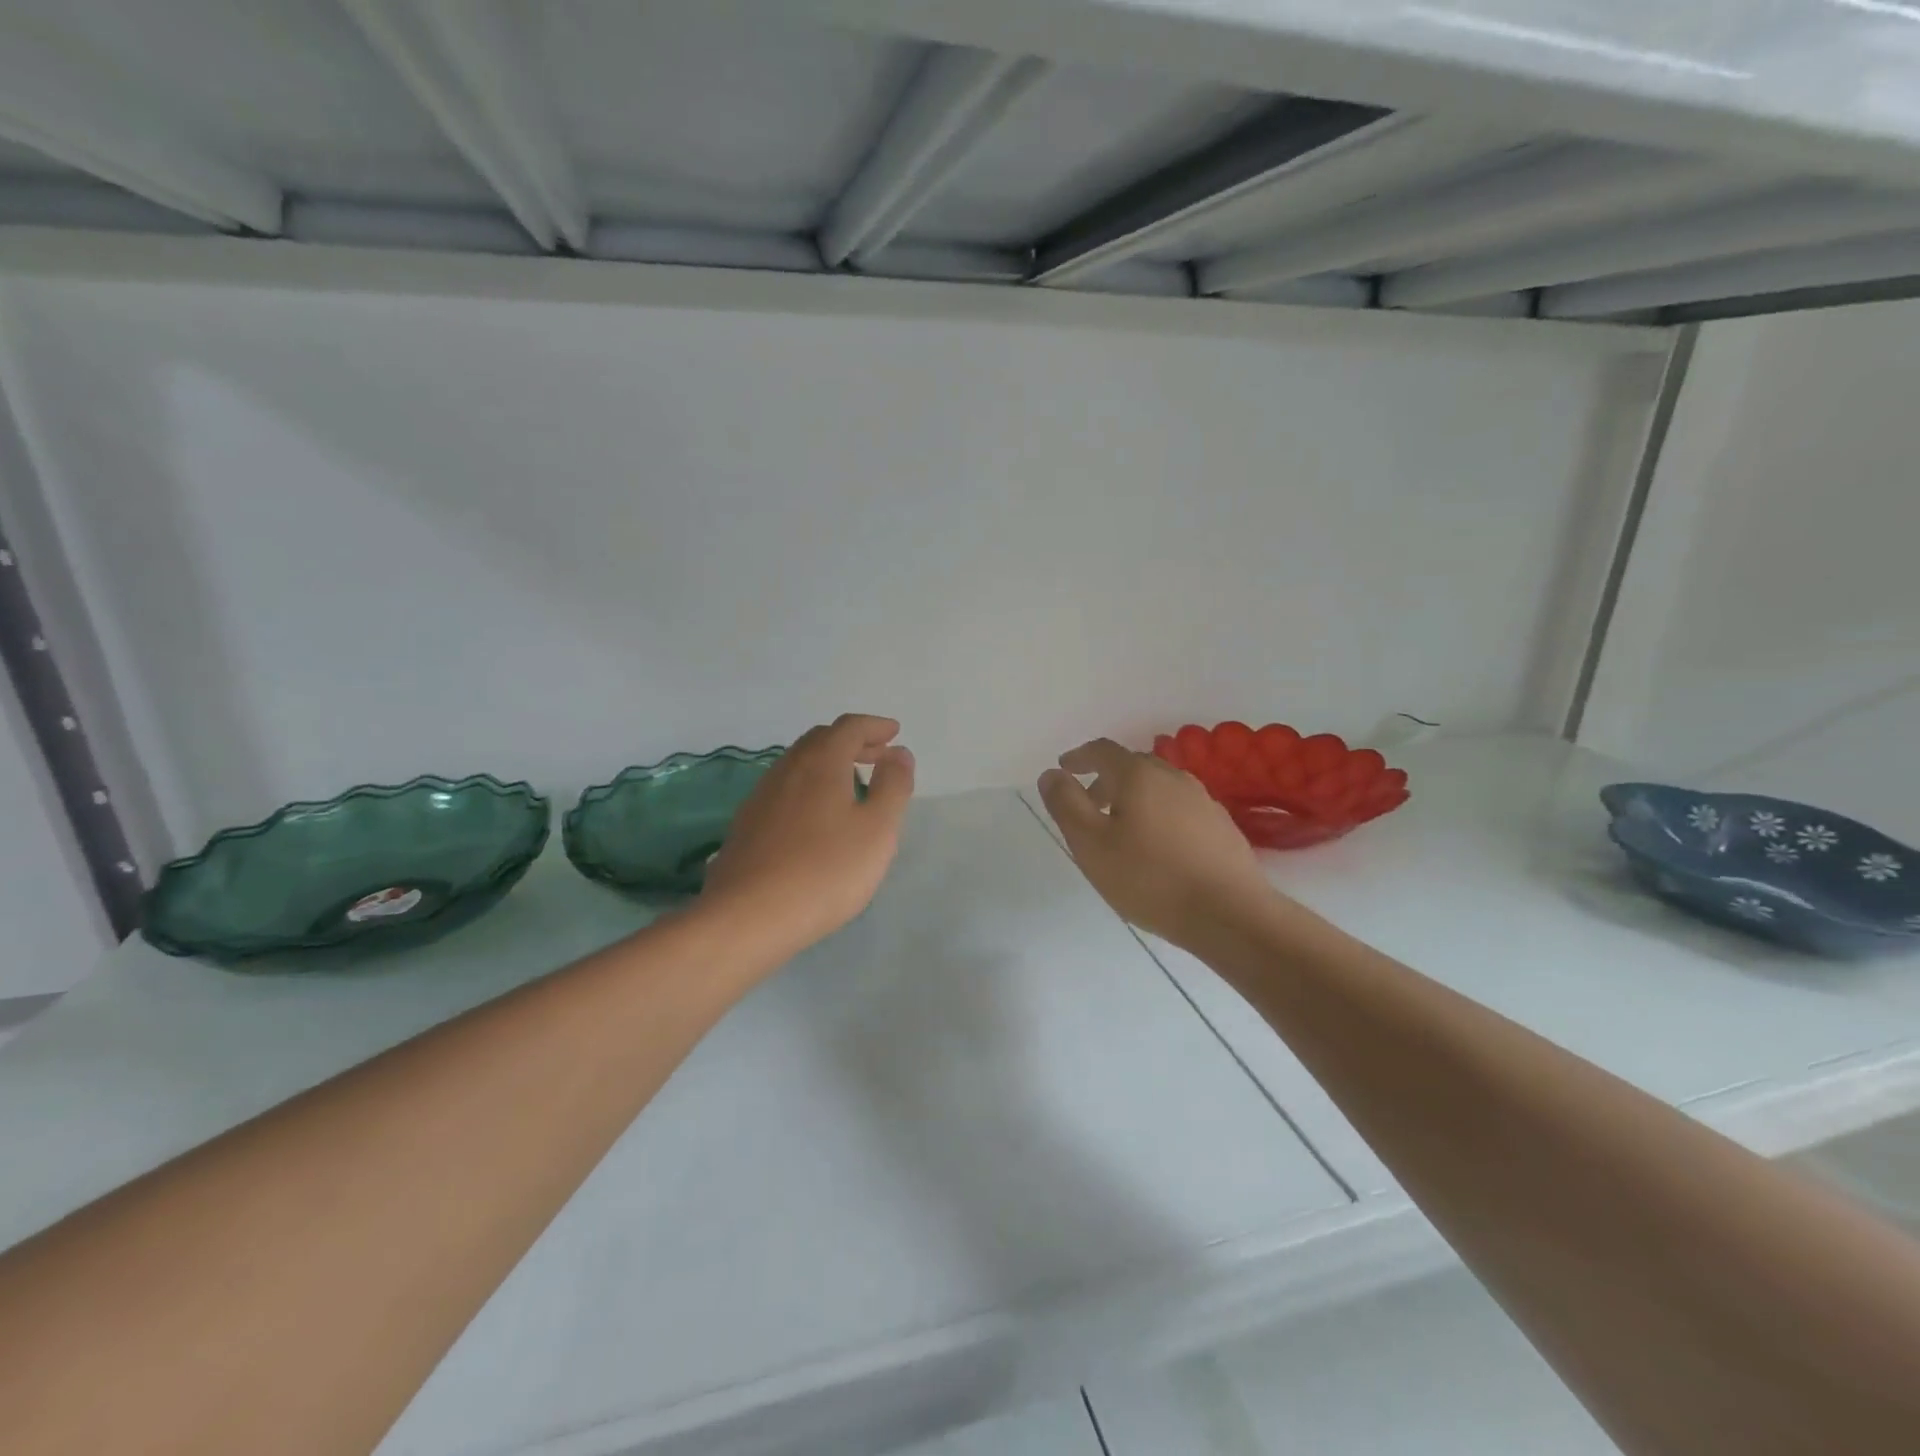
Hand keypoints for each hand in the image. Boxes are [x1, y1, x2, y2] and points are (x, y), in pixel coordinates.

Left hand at [701, 714, 914, 960]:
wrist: (748, 917)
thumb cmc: (825, 870)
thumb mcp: (877, 829)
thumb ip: (893, 786)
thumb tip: (899, 753)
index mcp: (821, 762)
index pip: (849, 727)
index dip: (874, 726)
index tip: (894, 732)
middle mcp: (787, 769)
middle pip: (821, 740)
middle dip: (852, 741)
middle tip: (878, 755)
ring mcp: (761, 797)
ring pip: (799, 764)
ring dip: (829, 764)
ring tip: (852, 784)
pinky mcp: (747, 825)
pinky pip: (785, 790)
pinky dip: (810, 787)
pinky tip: (817, 817)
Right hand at [1038, 739, 1277, 949]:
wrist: (1230, 914)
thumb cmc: (1150, 878)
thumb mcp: (1091, 844)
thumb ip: (1066, 804)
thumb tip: (1051, 774)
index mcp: (1139, 775)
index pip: (1102, 750)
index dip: (1079, 757)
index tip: (1064, 769)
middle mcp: (1173, 777)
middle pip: (1132, 767)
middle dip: (1105, 780)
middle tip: (1087, 806)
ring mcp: (1202, 800)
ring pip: (1158, 788)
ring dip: (1133, 799)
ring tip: (1120, 830)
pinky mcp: (1221, 826)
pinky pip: (1179, 809)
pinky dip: (1158, 816)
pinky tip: (1157, 848)